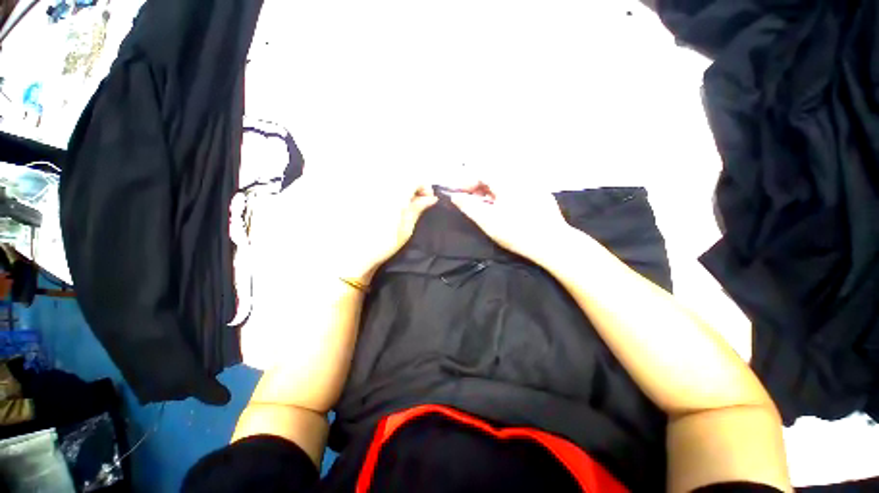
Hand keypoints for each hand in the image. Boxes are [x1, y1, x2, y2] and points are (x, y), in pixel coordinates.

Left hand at [249, 174, 436, 285]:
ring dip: (394, 181)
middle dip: (409, 182)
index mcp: (393, 193)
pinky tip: (377, 195)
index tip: (426, 197)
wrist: (349, 255)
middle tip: (411, 198)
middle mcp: (377, 182)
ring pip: (383, 171)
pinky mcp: (349, 186)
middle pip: (399, 170)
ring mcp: (362, 183)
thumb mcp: (405, 229)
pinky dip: (378, 182)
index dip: (423, 185)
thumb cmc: (381, 245)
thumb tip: (431, 198)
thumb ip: (417, 209)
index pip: (414, 177)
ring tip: (395, 197)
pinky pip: (366, 175)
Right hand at [448, 180, 572, 264]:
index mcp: (506, 180)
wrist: (552, 243)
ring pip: (505, 182)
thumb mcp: (487, 221)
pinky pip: (517, 188)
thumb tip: (455, 196)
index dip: (467, 181)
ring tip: (484, 205)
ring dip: (491, 191)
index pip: (481, 171)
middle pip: (493, 175)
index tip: (459, 194)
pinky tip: (504, 208)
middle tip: (470, 201)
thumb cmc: (516, 232)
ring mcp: (533, 184)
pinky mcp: (541, 194)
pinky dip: (504, 194)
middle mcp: (520, 176)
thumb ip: (469, 206)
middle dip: (478, 186)